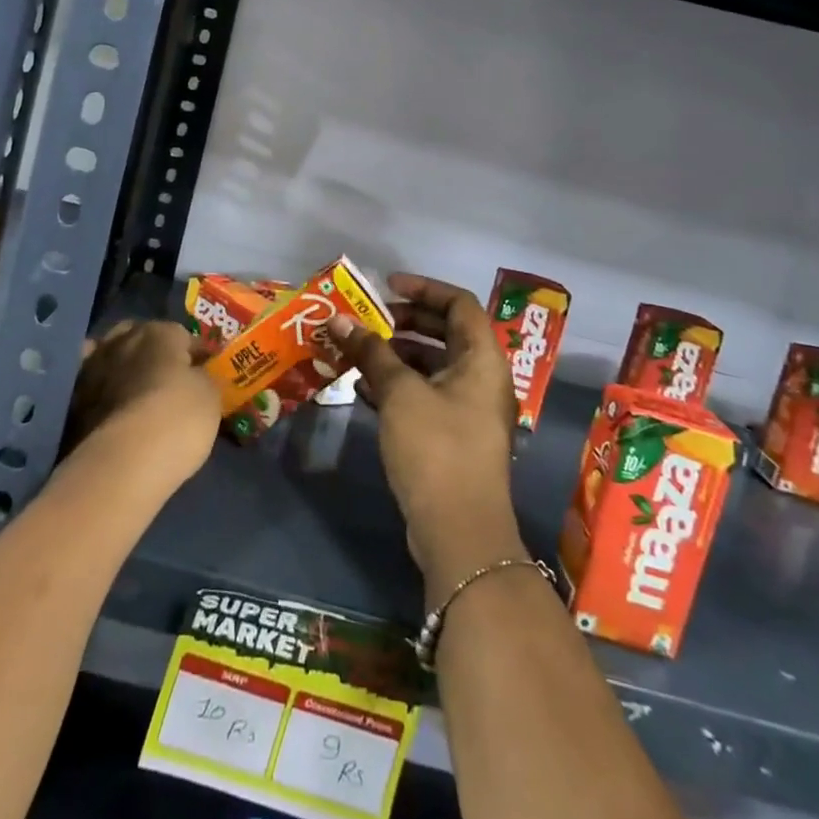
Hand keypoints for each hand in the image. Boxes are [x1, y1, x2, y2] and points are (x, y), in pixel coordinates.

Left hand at [64, 319, 218, 487]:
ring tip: (134, 389)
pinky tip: (104, 398)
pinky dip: (96, 385)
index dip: (195, 353)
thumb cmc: (178, 419)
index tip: (204, 370)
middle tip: (167, 377)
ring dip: (123, 366)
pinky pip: (89, 382)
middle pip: (142, 337)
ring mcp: (94, 366)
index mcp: (160, 332)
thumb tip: (194, 374)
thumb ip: (202, 377)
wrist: (123, 461)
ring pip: (112, 356)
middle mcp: (123, 339)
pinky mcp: (73, 397)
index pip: (183, 335)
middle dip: (154, 352)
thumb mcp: (210, 396)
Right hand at [329, 275, 526, 601]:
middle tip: (367, 319)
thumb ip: (370, 351)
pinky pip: (424, 394)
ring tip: (357, 352)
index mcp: (482, 358)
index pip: (459, 303)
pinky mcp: (452, 436)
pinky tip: (362, 388)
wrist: (459, 532)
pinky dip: (397, 385)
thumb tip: (337, 319)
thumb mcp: (400, 392)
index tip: (386, 286)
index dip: (424, 288)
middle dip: (404, 321)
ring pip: (432, 365)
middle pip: (445, 332)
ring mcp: (468, 409)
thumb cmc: (436, 447)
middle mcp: (481, 378)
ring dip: (395, 354)